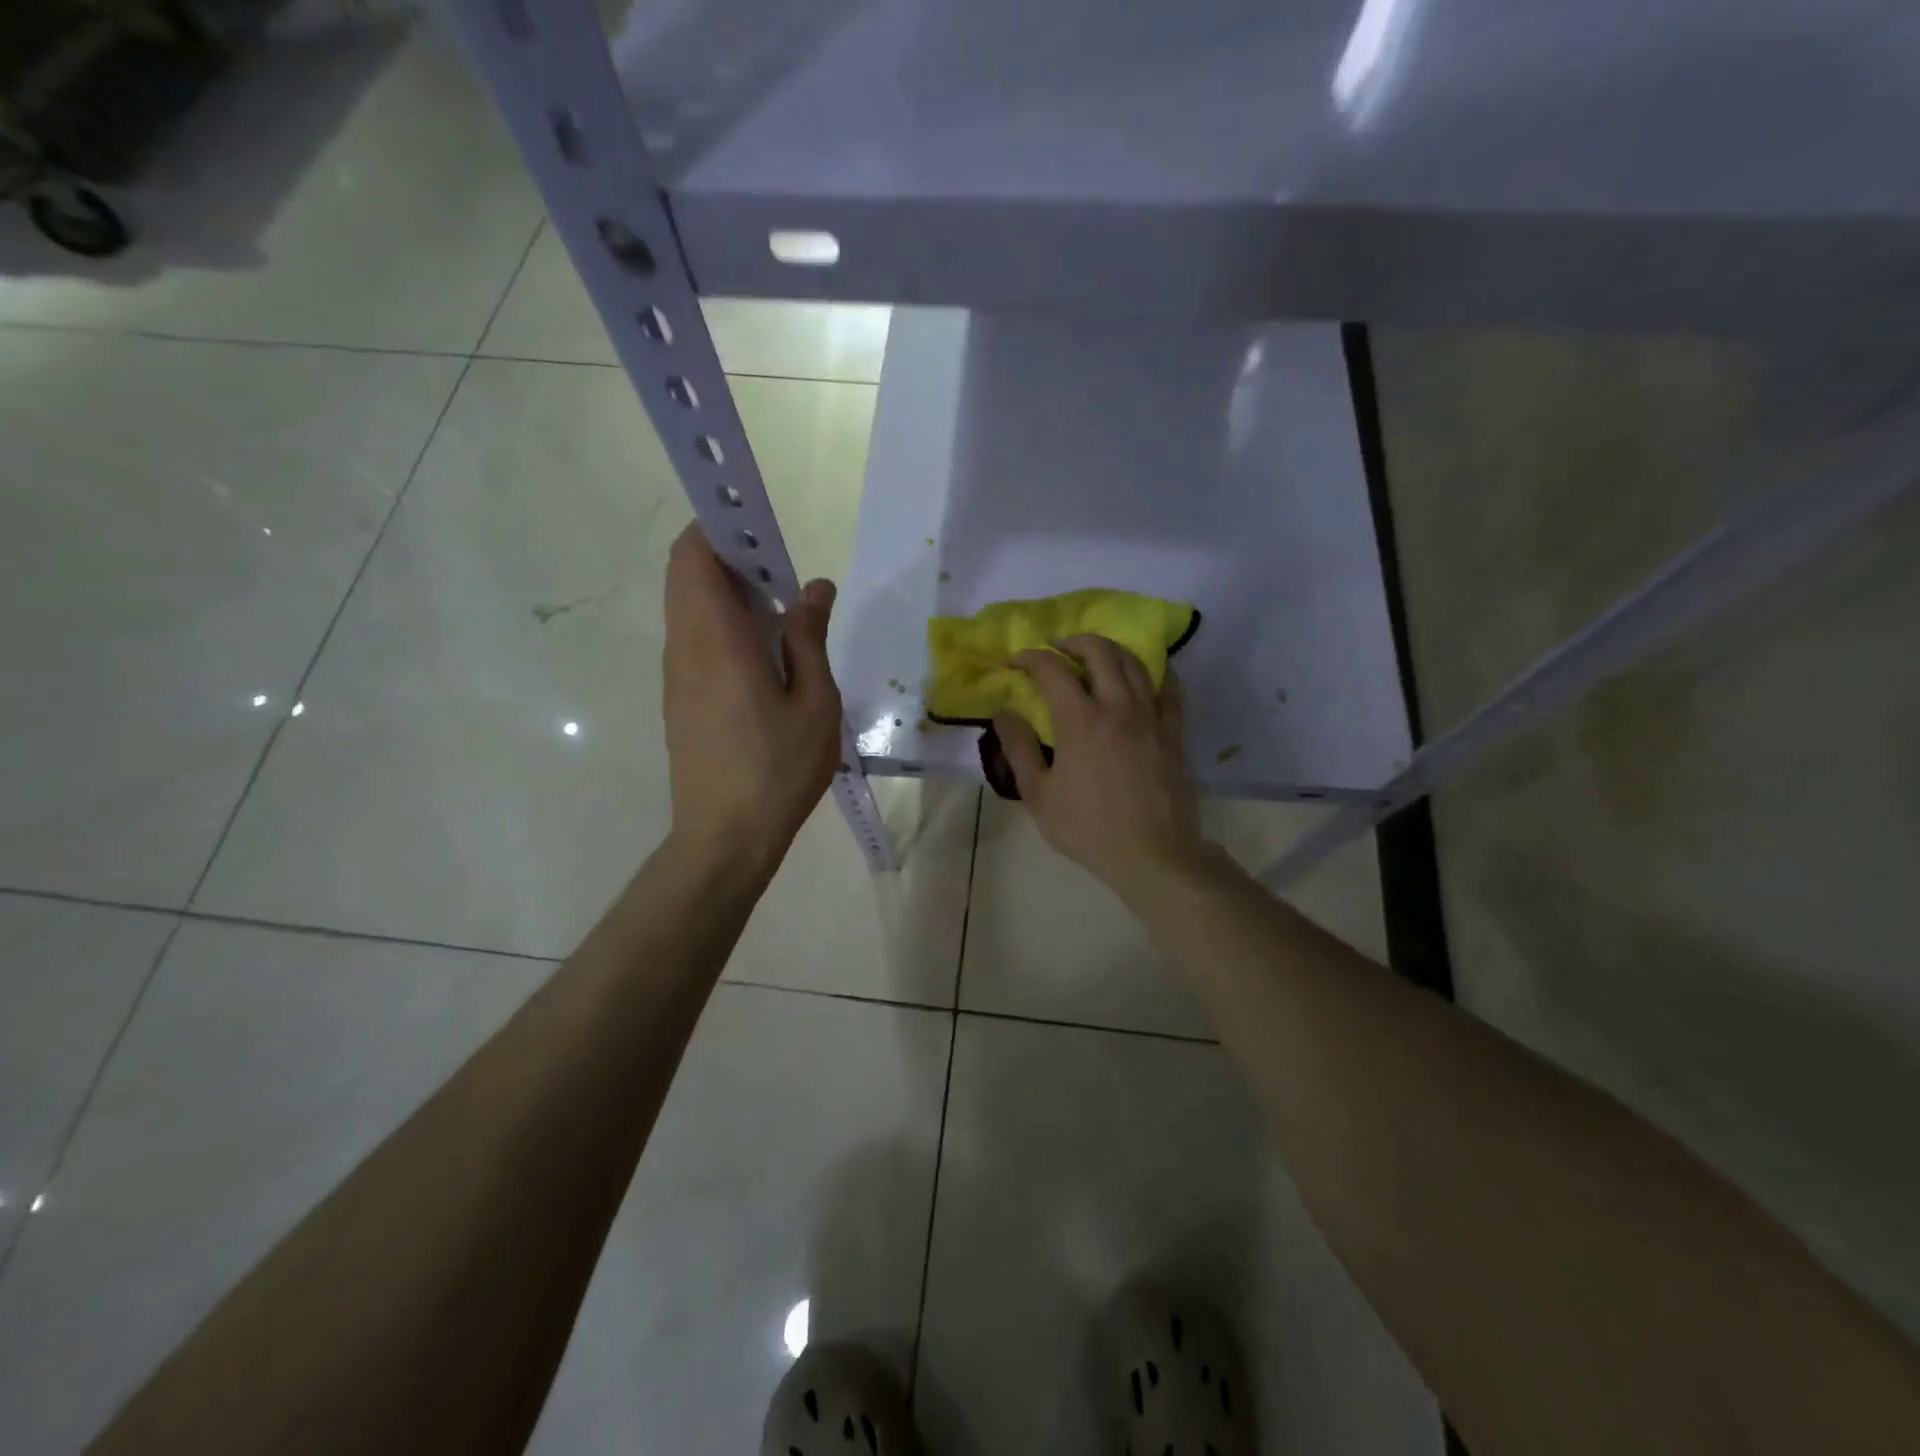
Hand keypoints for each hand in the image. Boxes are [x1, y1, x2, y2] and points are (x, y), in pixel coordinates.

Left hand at [662, 524, 841, 875]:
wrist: (725, 838)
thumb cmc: (778, 769)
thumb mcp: (814, 702)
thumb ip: (809, 638)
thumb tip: (813, 588)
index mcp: (715, 640)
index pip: (693, 555)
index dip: (719, 528)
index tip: (761, 530)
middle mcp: (684, 647)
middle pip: (686, 576)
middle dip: (728, 558)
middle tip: (781, 576)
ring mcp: (675, 675)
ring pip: (688, 609)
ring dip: (726, 594)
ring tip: (781, 617)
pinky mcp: (678, 700)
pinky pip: (692, 640)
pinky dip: (721, 626)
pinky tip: (764, 659)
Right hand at [994, 634, 1208, 903]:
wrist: (1153, 854)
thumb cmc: (1089, 828)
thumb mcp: (1039, 795)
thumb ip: (1019, 749)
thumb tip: (1003, 714)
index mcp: (1081, 720)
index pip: (1052, 669)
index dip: (1029, 658)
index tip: (1014, 662)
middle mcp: (1118, 706)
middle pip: (1099, 651)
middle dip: (1072, 641)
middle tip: (1055, 649)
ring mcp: (1151, 716)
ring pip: (1134, 662)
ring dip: (1109, 649)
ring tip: (1093, 656)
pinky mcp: (1173, 730)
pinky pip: (1167, 686)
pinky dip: (1151, 671)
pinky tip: (1142, 675)